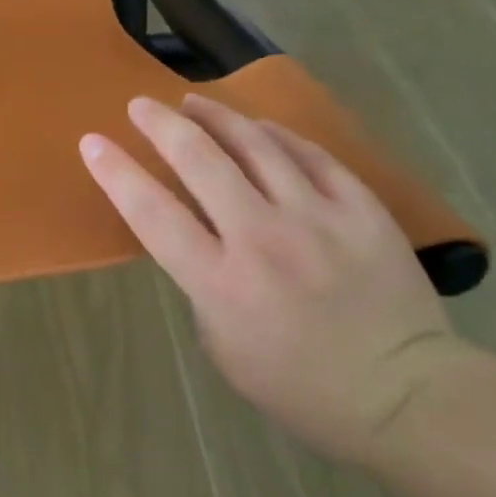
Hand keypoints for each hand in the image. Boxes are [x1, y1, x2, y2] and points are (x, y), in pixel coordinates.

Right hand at [80, 94, 471, 462]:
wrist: (402, 393)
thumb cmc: (296, 384)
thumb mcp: (221, 346)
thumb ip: (202, 286)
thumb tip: (202, 240)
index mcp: (219, 281)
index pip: (152, 212)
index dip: (117, 172)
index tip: (93, 142)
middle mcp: (262, 238)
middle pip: (200, 160)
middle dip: (161, 125)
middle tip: (141, 105)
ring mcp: (317, 218)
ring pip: (256, 145)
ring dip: (216, 116)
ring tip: (194, 102)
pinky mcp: (362, 209)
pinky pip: (311, 156)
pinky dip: (277, 135)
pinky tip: (259, 127)